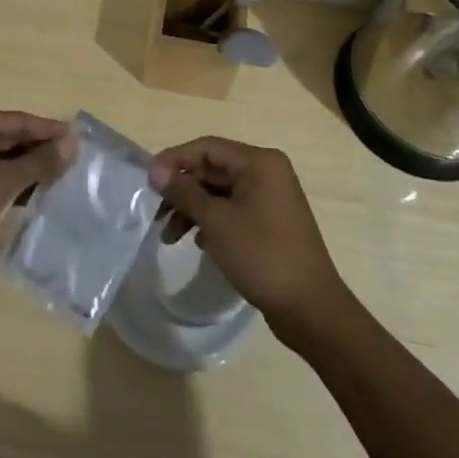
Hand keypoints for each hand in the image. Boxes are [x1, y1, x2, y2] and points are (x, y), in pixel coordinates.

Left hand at [0, 110, 73, 287]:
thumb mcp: (3, 182)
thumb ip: (39, 161)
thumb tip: (72, 143)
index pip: (17, 120)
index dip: (49, 129)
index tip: (79, 139)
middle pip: (10, 137)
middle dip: (40, 149)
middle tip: (75, 160)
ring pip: (3, 159)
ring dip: (30, 168)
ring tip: (63, 178)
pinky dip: (14, 184)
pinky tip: (38, 195)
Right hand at [149, 137, 350, 332]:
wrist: (311, 309)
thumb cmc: (262, 256)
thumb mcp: (216, 221)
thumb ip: (184, 191)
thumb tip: (155, 169)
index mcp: (259, 162)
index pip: (206, 148)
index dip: (174, 161)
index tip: (147, 182)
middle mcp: (267, 173)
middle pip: (212, 170)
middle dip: (182, 191)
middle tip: (156, 215)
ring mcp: (270, 198)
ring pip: (220, 193)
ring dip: (193, 210)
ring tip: (170, 237)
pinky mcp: (270, 223)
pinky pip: (232, 211)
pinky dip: (211, 222)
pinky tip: (198, 243)